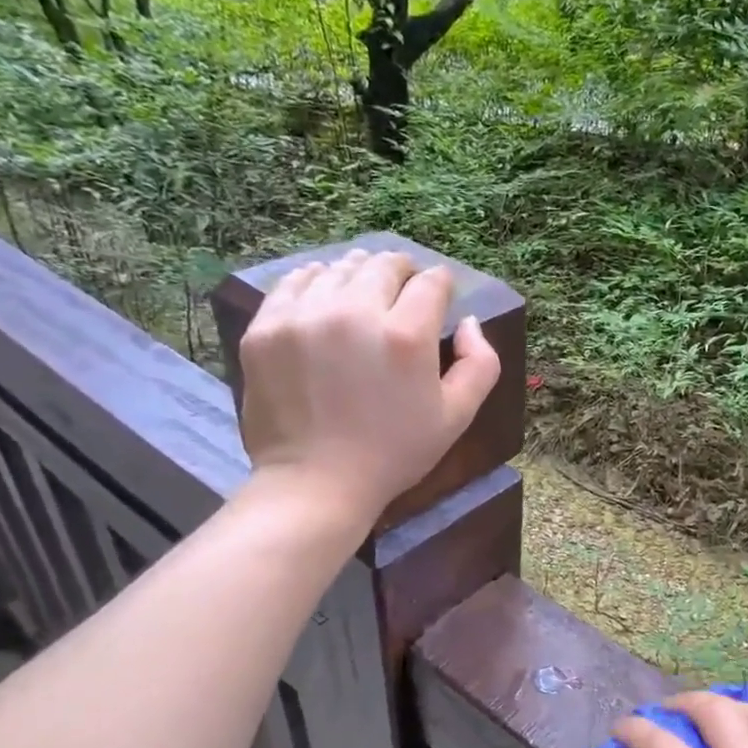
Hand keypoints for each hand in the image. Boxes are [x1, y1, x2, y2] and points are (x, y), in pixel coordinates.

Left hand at [236, 249, 499, 521]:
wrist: (315, 483)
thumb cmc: (394, 453)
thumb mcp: (457, 417)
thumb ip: (480, 363)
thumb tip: (468, 321)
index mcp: (407, 335)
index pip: (431, 282)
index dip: (441, 284)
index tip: (438, 296)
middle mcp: (355, 313)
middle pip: (383, 265)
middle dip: (401, 272)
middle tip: (402, 290)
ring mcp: (304, 316)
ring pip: (339, 268)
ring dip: (358, 274)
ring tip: (362, 295)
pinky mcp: (267, 327)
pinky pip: (295, 282)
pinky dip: (315, 282)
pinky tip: (323, 298)